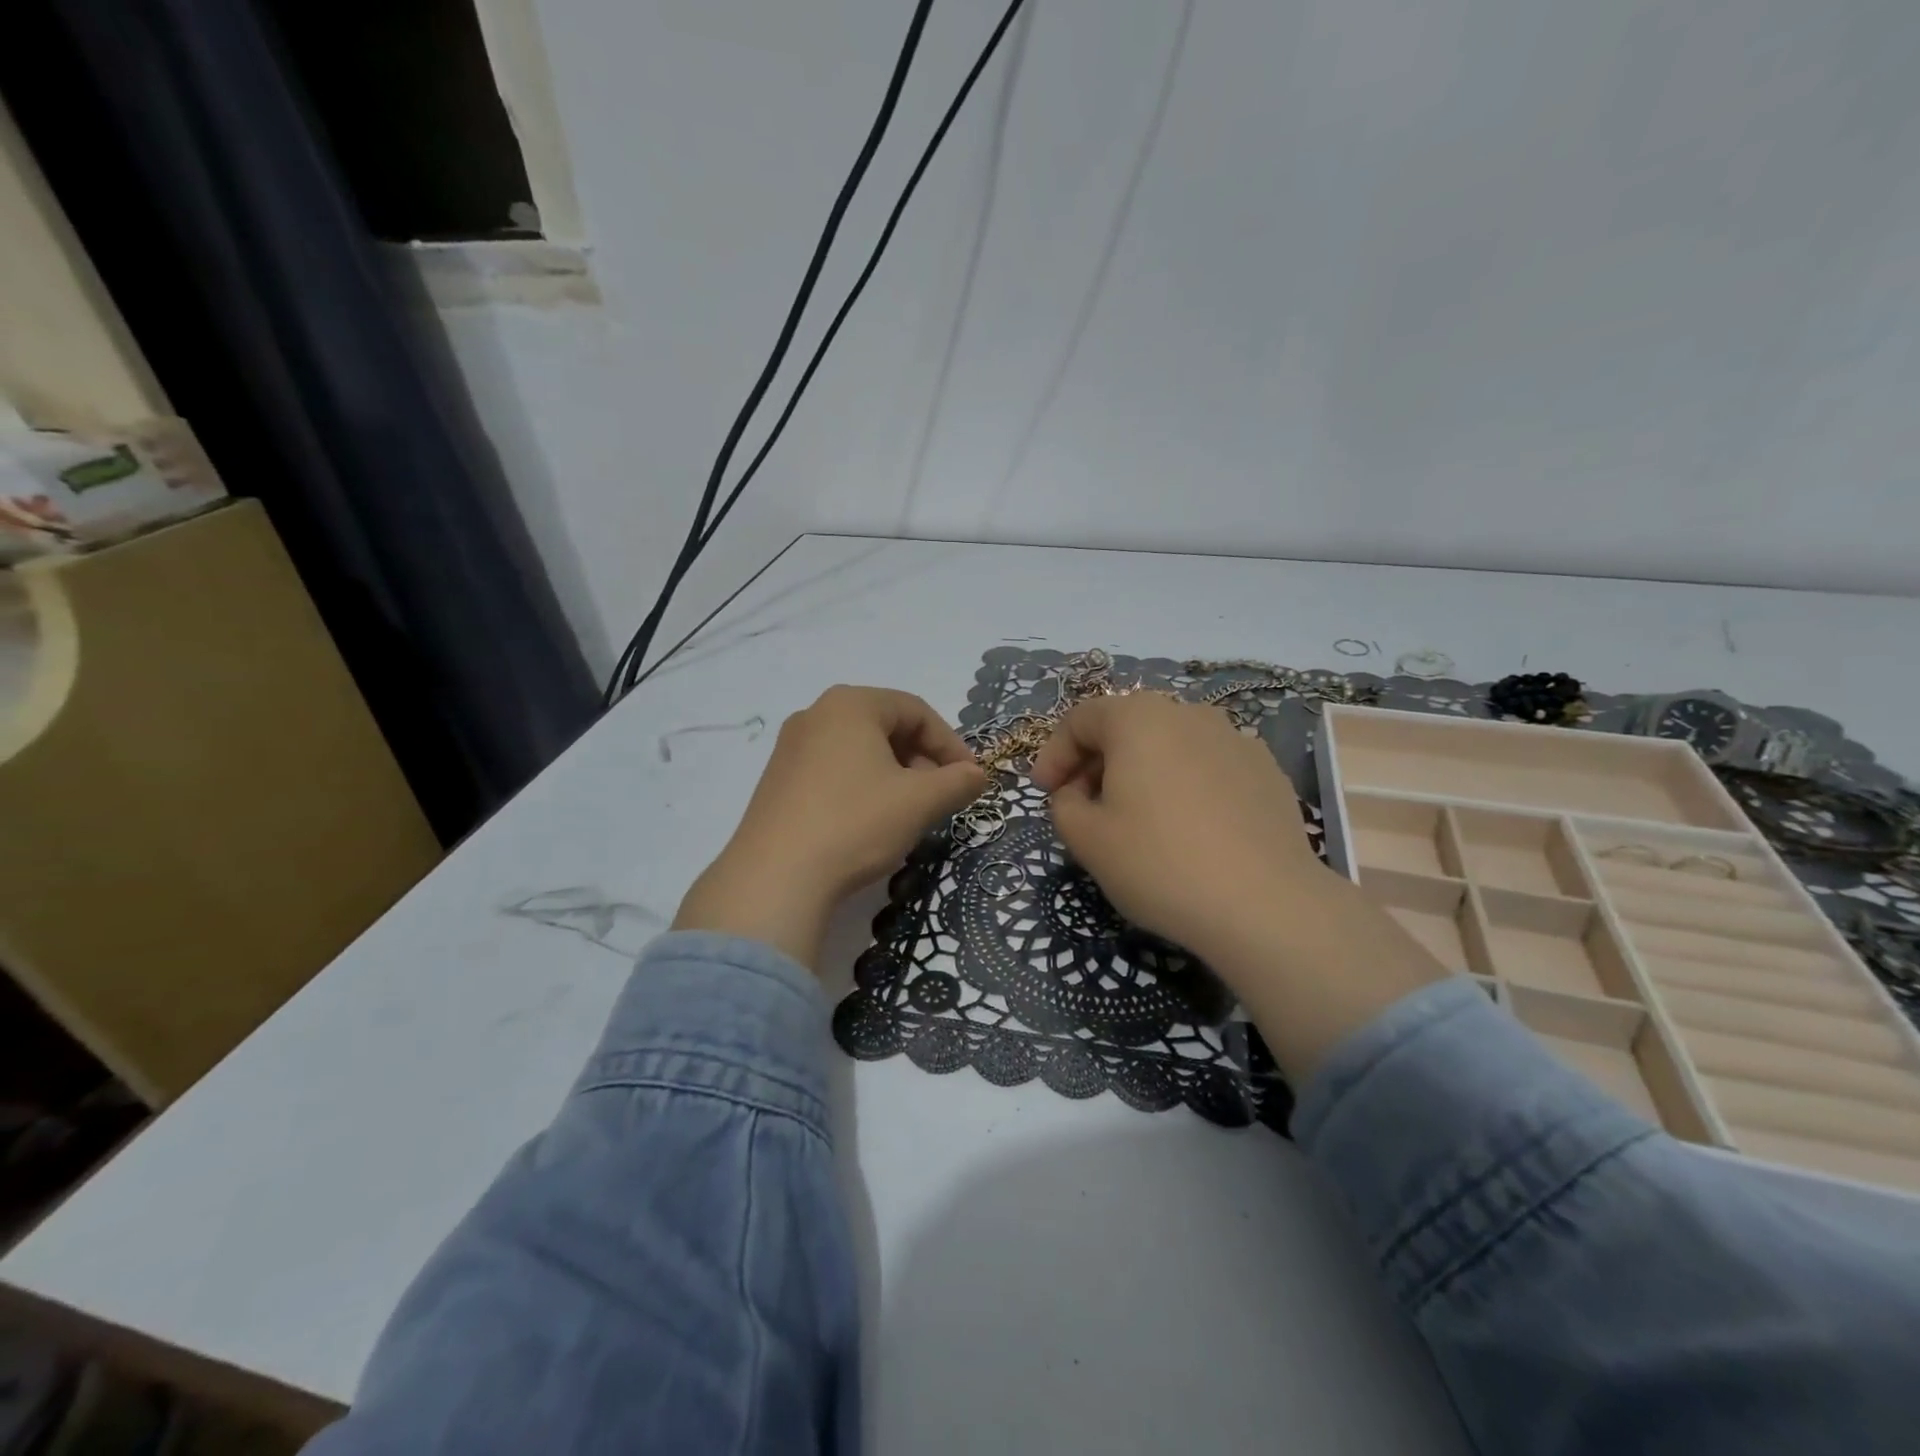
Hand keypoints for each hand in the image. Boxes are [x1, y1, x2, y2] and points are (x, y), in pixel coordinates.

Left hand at [674, 686, 986, 966]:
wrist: (775, 877)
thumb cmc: (855, 823)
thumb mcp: (919, 802)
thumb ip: (957, 782)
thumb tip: (977, 775)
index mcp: (851, 704)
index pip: (916, 711)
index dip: (950, 744)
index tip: (969, 779)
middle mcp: (815, 714)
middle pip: (885, 727)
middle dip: (921, 759)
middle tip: (939, 796)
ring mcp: (790, 747)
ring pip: (859, 751)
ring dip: (893, 776)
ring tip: (907, 813)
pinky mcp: (776, 780)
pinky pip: (832, 770)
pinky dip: (861, 787)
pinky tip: (868, 823)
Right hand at [1031, 692, 1444, 1080]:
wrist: (1264, 906)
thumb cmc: (1159, 863)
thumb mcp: (1086, 838)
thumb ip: (1063, 804)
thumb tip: (1077, 793)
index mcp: (1139, 718)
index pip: (1080, 719)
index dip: (1054, 754)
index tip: (1045, 792)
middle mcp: (1189, 714)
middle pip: (1127, 727)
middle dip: (1096, 762)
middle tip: (1084, 806)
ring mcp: (1236, 739)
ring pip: (1170, 745)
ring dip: (1142, 772)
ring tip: (1138, 818)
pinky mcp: (1267, 771)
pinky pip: (1208, 767)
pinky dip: (1185, 785)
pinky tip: (1188, 829)